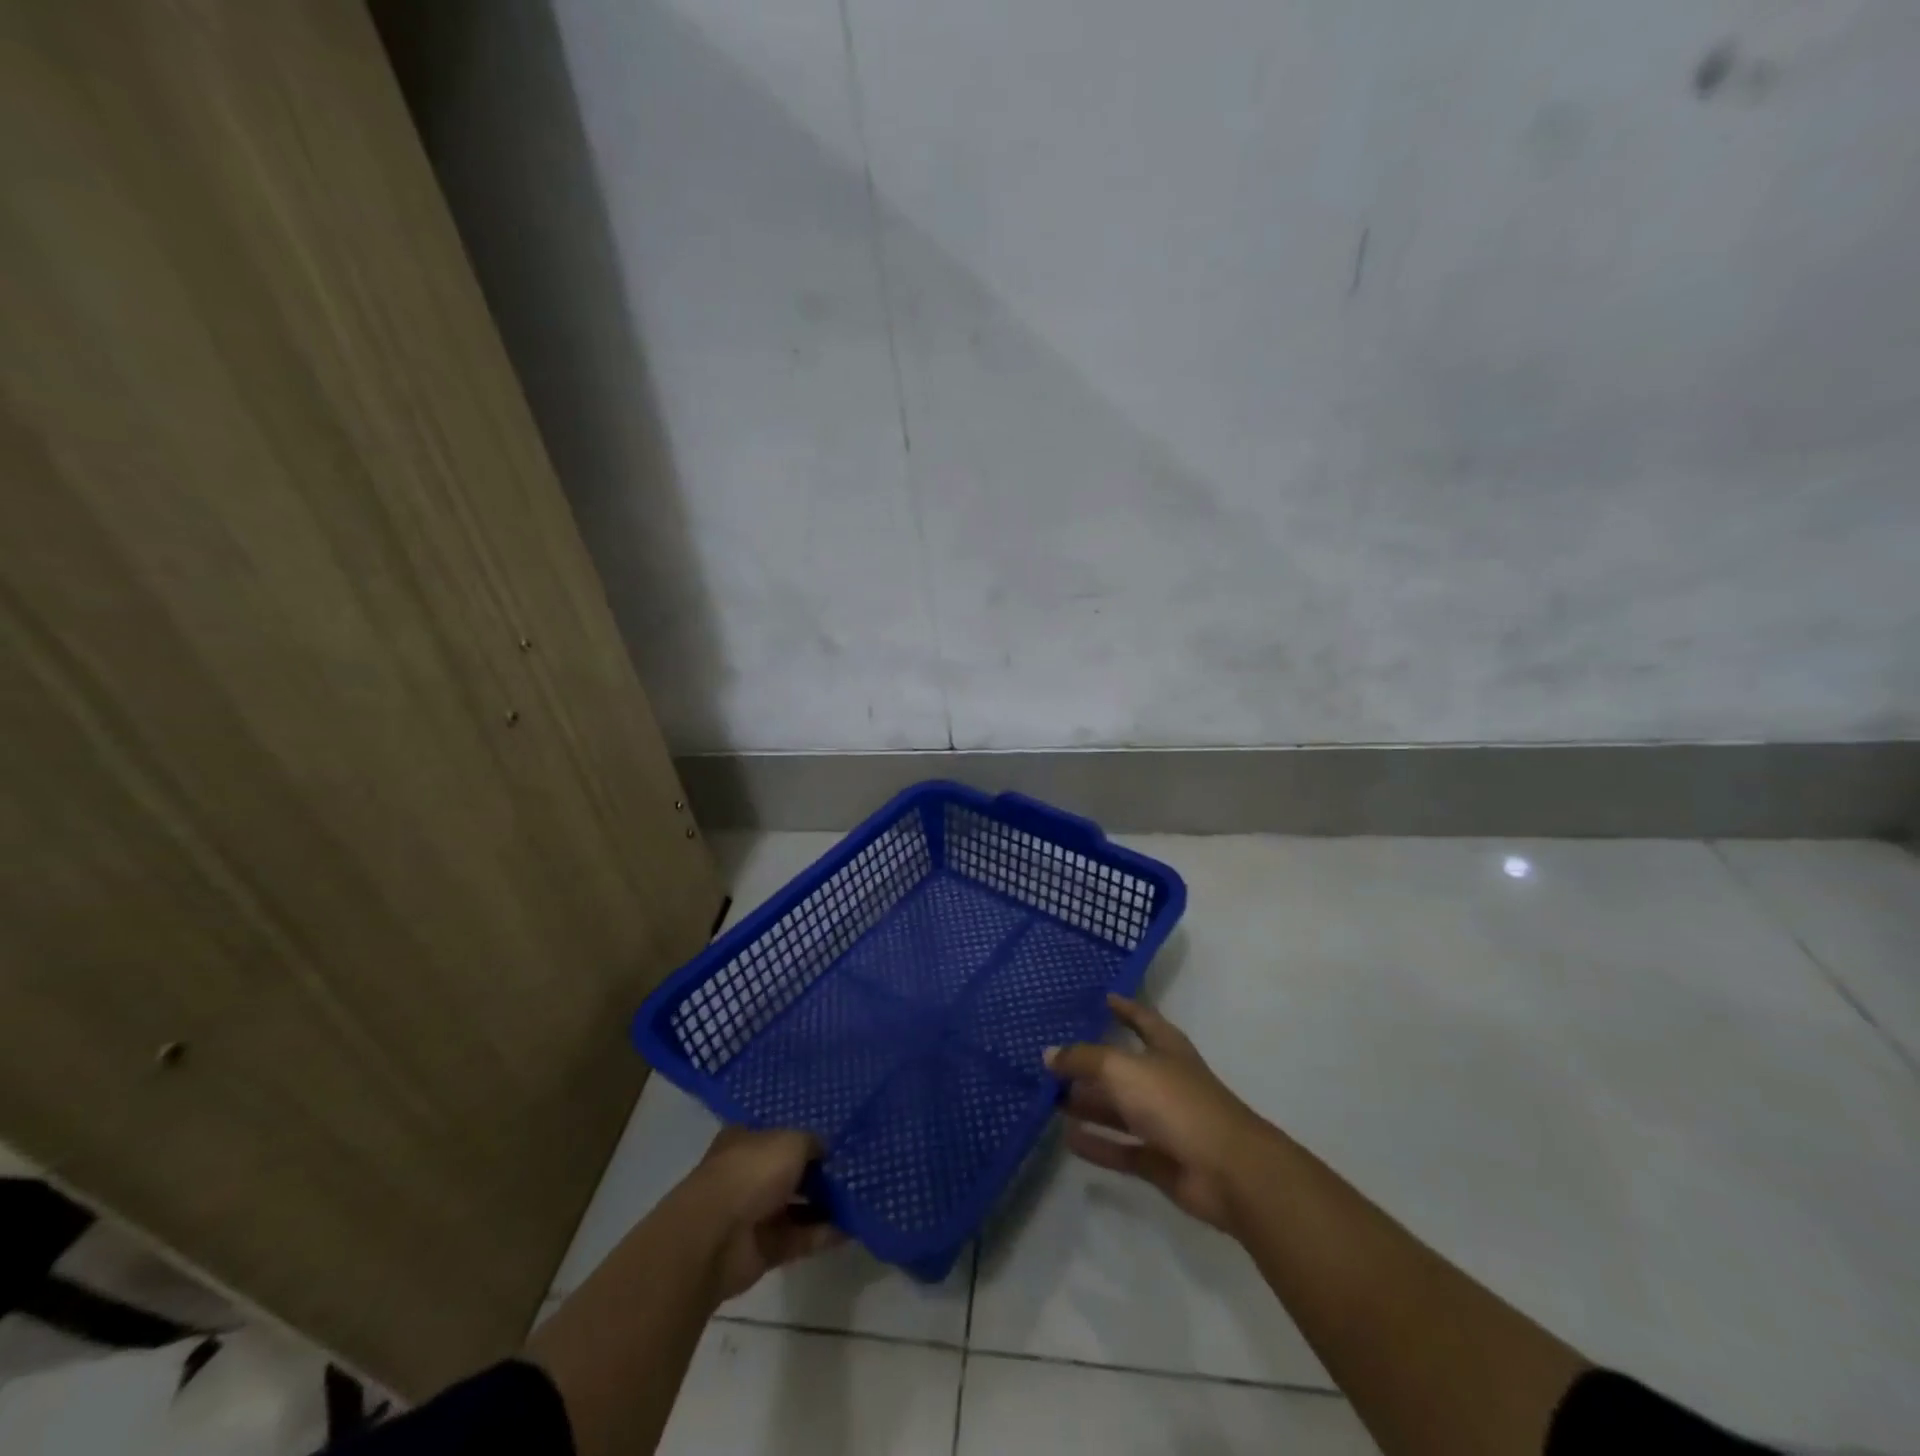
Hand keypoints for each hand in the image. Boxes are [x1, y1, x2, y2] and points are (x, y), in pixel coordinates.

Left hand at [678, 1127, 841, 1301]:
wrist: (714, 1238)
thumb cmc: (750, 1173)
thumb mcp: (791, 1141)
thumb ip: (812, 1142)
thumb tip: (825, 1151)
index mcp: (745, 1141)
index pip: (777, 1135)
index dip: (804, 1137)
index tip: (835, 1141)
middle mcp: (747, 1175)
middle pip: (788, 1173)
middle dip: (818, 1174)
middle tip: (854, 1170)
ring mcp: (753, 1214)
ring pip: (796, 1206)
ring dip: (824, 1205)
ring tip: (860, 1198)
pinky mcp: (763, 1250)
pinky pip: (799, 1238)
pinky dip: (823, 1234)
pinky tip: (852, 1228)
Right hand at [1046, 994, 1272, 1231]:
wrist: (1227, 1171)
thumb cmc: (1176, 1102)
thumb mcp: (1123, 1068)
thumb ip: (1084, 1060)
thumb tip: (1048, 1054)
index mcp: (1165, 1048)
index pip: (1142, 1019)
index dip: (1124, 1007)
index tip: (1102, 999)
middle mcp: (1164, 1080)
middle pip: (1122, 1068)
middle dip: (1090, 1064)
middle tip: (1052, 1060)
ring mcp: (1163, 1122)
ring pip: (1119, 1109)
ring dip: (1088, 1104)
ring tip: (1050, 1099)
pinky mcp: (1160, 1160)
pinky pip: (1121, 1148)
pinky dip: (1097, 1144)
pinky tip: (1068, 1139)